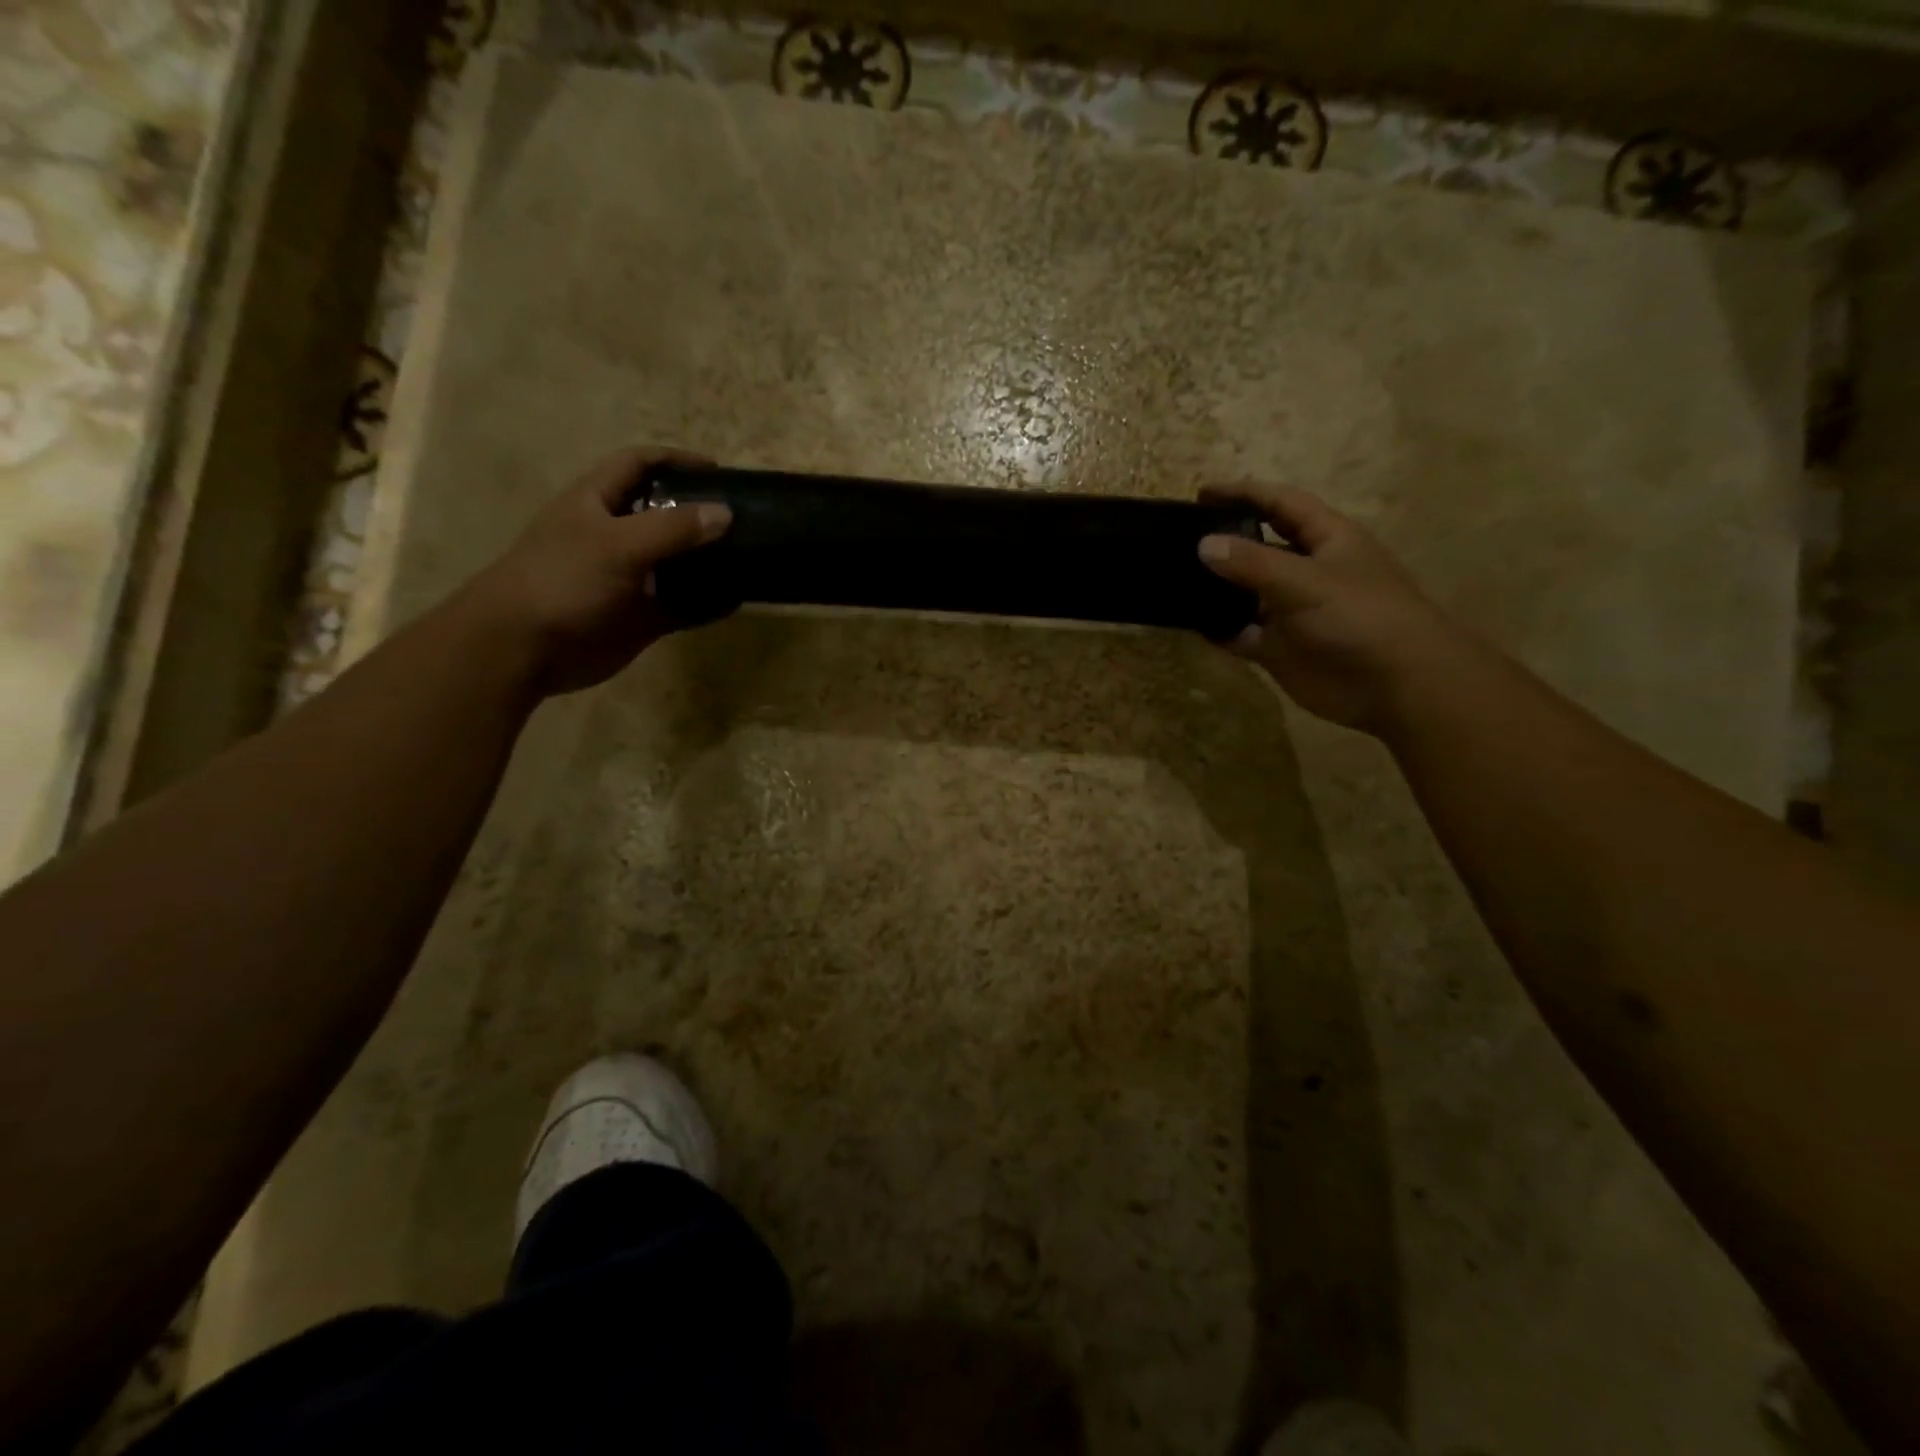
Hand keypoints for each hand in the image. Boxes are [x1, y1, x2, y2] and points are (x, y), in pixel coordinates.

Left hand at [457, 447, 731, 695]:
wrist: (523, 647)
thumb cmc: (562, 580)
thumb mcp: (617, 544)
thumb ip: (673, 527)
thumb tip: (725, 513)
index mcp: (597, 503)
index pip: (638, 465)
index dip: (675, 460)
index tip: (718, 470)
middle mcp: (614, 536)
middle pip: (663, 514)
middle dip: (700, 512)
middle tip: (743, 516)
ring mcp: (629, 579)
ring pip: (677, 563)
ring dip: (708, 560)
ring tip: (748, 555)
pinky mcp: (639, 617)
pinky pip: (682, 605)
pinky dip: (707, 603)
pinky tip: (736, 600)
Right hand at [1196, 483, 1467, 733]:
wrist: (1395, 685)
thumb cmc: (1359, 616)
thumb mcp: (1304, 581)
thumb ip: (1252, 563)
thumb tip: (1203, 545)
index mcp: (1326, 539)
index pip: (1281, 504)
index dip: (1244, 494)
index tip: (1201, 494)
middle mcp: (1307, 571)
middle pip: (1259, 547)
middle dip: (1224, 541)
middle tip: (1180, 540)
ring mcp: (1292, 612)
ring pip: (1245, 593)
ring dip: (1216, 589)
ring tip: (1174, 581)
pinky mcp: (1280, 648)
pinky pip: (1240, 633)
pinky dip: (1218, 630)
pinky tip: (1191, 624)